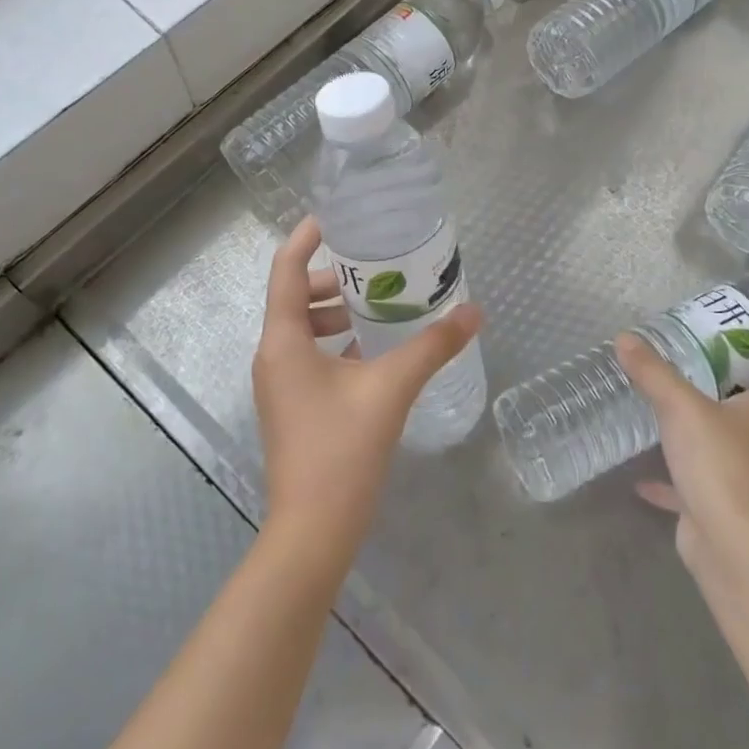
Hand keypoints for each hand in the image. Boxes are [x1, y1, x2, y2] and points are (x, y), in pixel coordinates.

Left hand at [253, 217, 482, 559]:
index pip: (287, 269)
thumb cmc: (342, 449)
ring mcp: (279, 384)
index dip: (307, 237)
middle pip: (296, 296)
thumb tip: (475, 312)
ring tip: (380, 308)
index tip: (336, 217)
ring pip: (303, 328)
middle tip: (377, 269)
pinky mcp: (292, 406)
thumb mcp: (391, 389)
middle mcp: (273, 355)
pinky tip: (374, 351)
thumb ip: (432, 346)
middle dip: (334, 278)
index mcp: (283, 340)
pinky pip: (309, 355)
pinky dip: (336, 342)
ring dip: (336, 312)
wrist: (312, 531)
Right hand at [618, 333, 748, 573]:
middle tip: (722, 358)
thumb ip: (653, 372)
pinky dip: (676, 478)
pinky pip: (699, 483)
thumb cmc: (720, 462)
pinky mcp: (724, 505)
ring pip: (738, 445)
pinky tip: (644, 476)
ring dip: (718, 428)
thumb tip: (625, 337)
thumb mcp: (681, 407)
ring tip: (687, 403)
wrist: (730, 543)